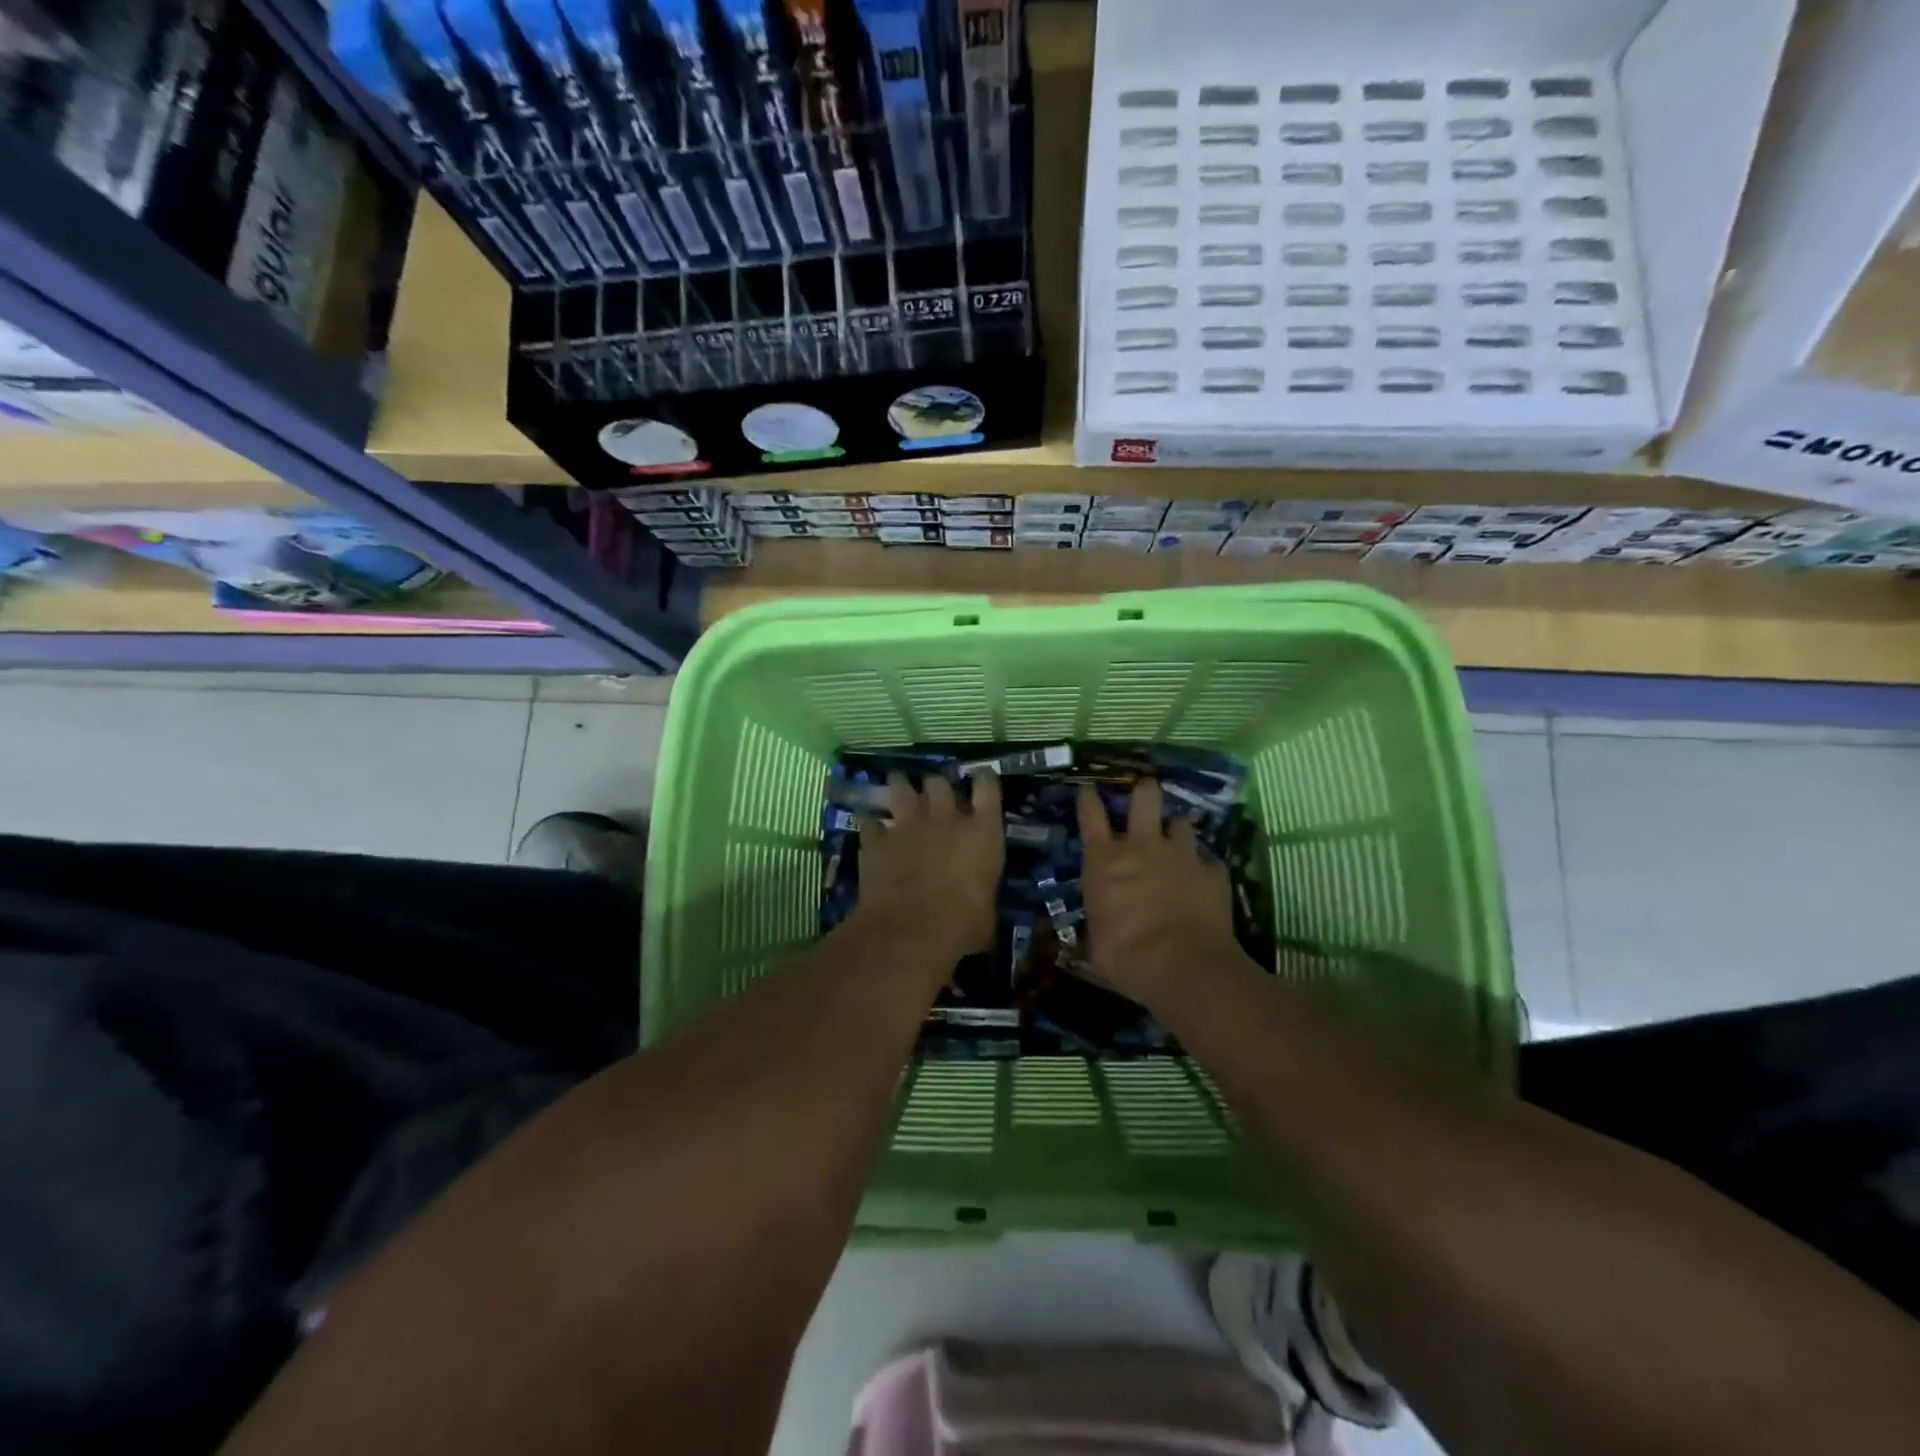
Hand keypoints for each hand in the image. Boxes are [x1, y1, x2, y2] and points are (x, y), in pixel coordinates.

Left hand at [853, 770, 1002, 961]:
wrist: (913, 928)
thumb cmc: (963, 924)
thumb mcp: (986, 912)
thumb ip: (981, 896)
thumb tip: (979, 909)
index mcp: (982, 832)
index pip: (988, 787)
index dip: (984, 779)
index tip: (981, 778)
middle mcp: (946, 818)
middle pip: (939, 782)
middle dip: (935, 786)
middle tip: (933, 794)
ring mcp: (908, 825)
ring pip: (901, 788)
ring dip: (899, 787)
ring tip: (897, 786)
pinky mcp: (877, 840)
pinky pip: (870, 821)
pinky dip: (871, 825)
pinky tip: (870, 829)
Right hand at [1077, 779, 1239, 1002]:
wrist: (1182, 965)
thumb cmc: (1125, 956)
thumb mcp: (1096, 943)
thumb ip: (1099, 925)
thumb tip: (1094, 938)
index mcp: (1104, 860)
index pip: (1090, 815)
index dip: (1088, 799)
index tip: (1089, 790)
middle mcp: (1142, 846)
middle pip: (1144, 799)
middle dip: (1145, 790)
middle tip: (1146, 790)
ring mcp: (1181, 855)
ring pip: (1181, 824)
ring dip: (1177, 831)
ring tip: (1179, 841)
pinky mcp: (1213, 872)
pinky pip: (1208, 861)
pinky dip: (1204, 868)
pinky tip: (1205, 880)